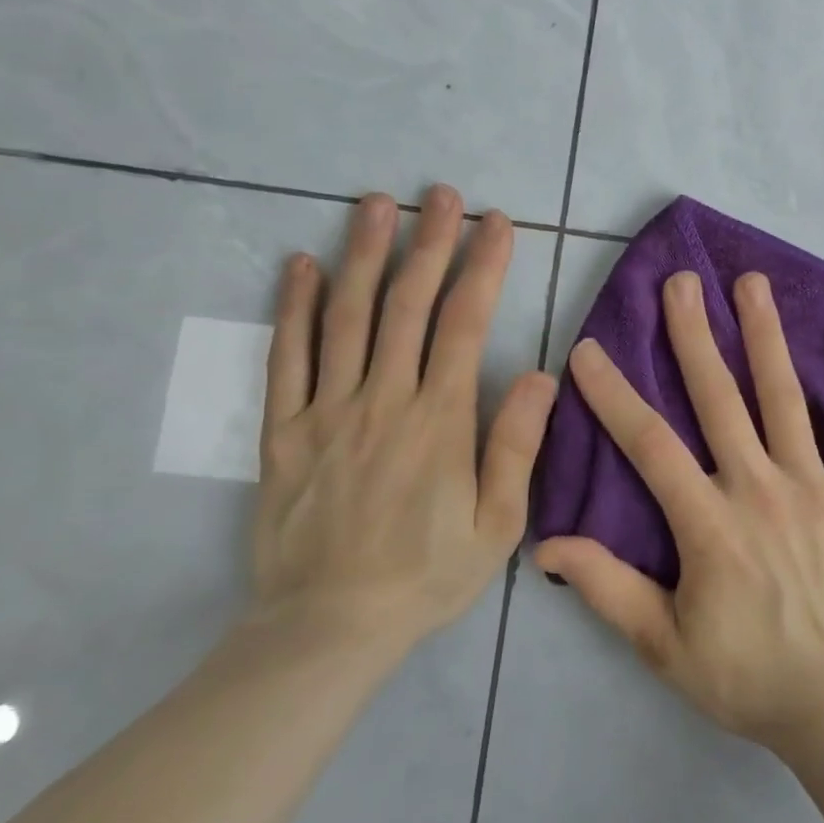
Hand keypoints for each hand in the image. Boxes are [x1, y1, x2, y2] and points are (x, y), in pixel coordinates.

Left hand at [250, 185, 556, 653]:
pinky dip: (295, 308)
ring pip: (346, 317)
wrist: (328, 628)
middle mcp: (383, 401)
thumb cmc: (425, 576)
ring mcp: (327, 411)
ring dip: (364, 254)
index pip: (464, 324)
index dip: (482, 267)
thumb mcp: (497, 526)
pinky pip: (287, 358)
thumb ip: (516, 446)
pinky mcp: (283, 431)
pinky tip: (302, 265)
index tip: (497, 224)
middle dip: (429, 243)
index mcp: (439, 421)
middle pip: (406, 304)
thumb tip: (539, 374)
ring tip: (376, 203)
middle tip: (440, 194)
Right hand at [534, 269, 823, 755]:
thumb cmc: (747, 675)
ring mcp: (814, 486)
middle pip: (718, 398)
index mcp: (708, 522)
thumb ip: (607, 588)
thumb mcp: (663, 645)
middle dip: (693, 335)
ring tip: (752, 283)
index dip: (614, 394)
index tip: (588, 350)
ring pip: (784, 398)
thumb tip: (547, 544)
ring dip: (765, 336)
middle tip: (681, 281)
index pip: (649, 444)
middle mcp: (758, 487)